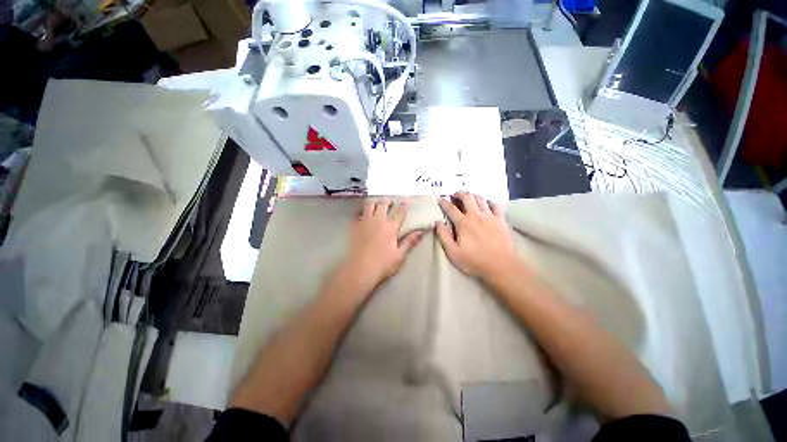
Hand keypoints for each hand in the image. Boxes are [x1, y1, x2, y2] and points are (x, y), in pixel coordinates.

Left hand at [342, 199, 422, 293]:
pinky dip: (362, 212)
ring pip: (369, 205)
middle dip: (387, 201)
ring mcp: (365, 222)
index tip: (406, 200)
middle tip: (390, 201)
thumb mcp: (400, 255)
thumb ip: (410, 242)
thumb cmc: (383, 264)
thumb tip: (420, 232)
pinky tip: (363, 215)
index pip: (399, 213)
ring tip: (376, 204)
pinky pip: (358, 214)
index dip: (403, 206)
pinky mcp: (355, 227)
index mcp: (390, 228)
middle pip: (383, 205)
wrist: (360, 269)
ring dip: (374, 203)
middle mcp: (378, 221)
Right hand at [435, 191, 517, 279]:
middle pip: (467, 197)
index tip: (439, 198)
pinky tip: (486, 204)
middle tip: (455, 195)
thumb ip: (444, 236)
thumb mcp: (453, 252)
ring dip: (473, 195)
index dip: (444, 202)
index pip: (451, 208)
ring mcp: (490, 216)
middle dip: (459, 193)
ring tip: (468, 197)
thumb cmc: (474, 261)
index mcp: (463, 223)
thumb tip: (437, 222)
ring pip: (481, 199)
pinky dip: (489, 201)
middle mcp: (476, 215)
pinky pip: (496, 205)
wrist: (501, 266)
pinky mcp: (501, 220)